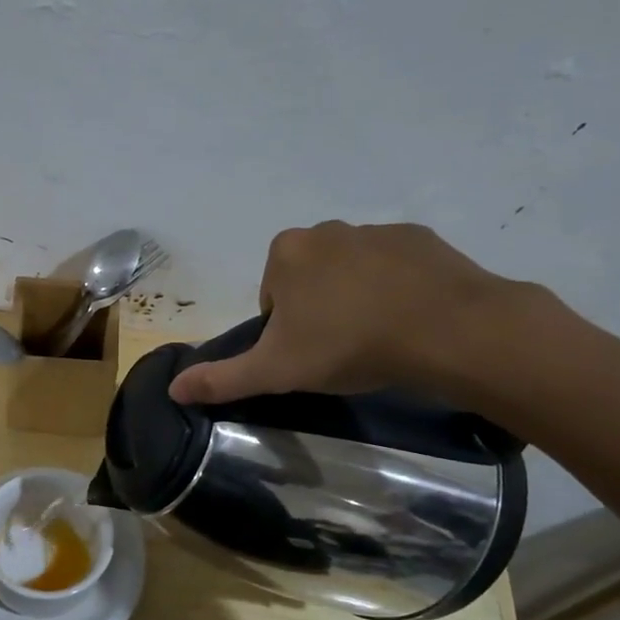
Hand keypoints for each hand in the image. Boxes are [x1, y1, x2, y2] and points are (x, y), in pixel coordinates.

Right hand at [168, 221, 531, 404]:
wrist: (446, 330)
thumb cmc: (347, 345)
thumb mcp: (275, 371)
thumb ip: (222, 378)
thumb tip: (173, 389)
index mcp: (287, 253)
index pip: (272, 295)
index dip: (284, 330)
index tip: (307, 354)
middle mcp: (327, 230)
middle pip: (309, 279)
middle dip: (318, 309)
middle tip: (340, 349)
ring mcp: (377, 230)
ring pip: (352, 271)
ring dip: (356, 298)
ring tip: (378, 338)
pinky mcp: (421, 238)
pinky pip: (395, 267)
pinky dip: (396, 289)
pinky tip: (409, 320)